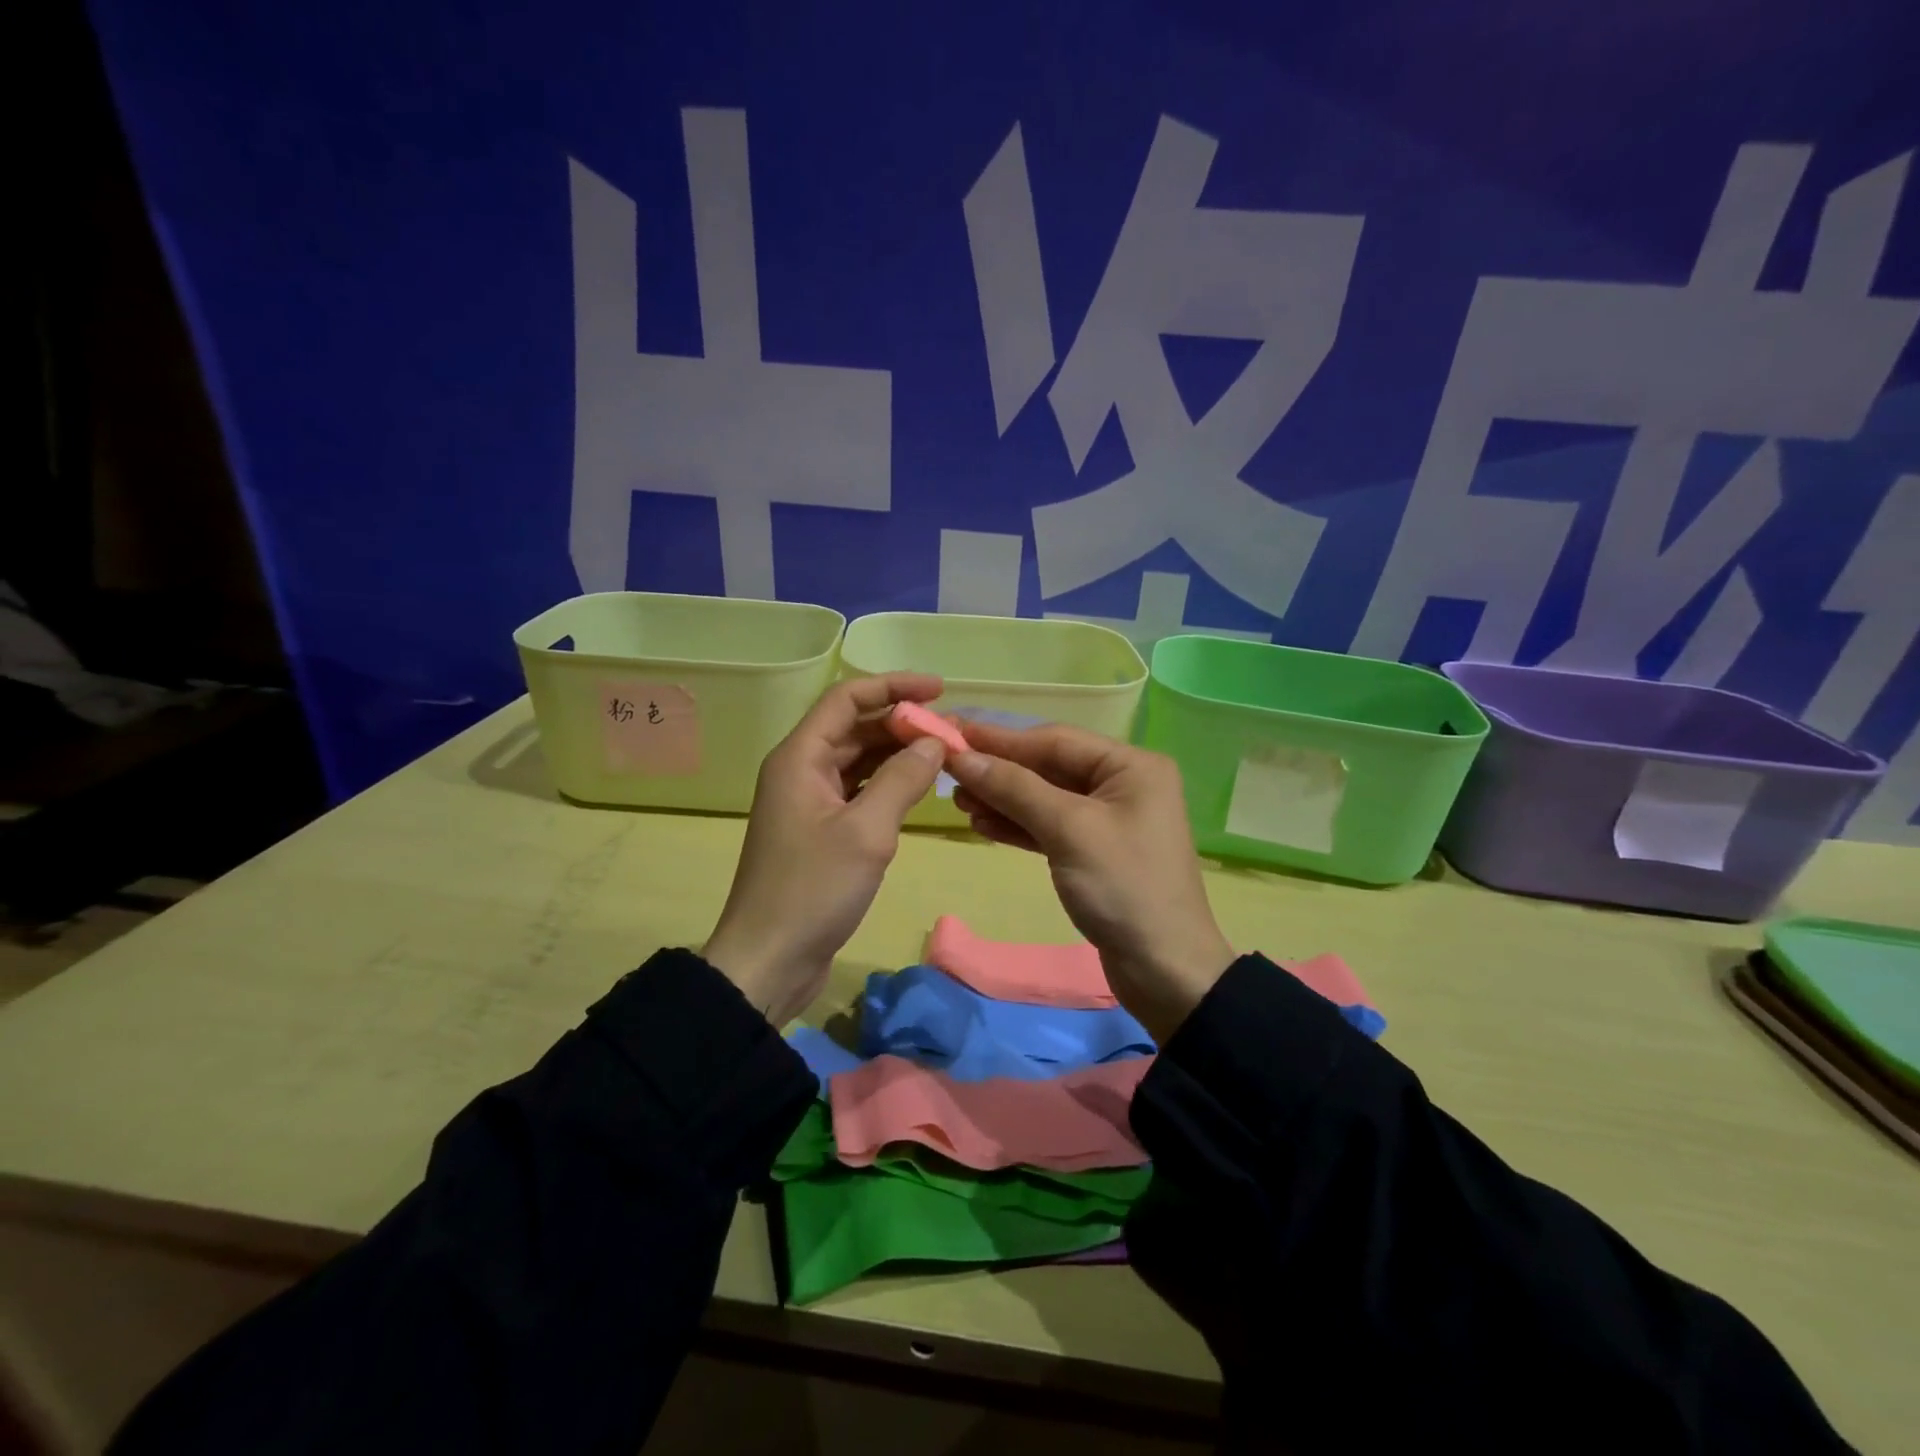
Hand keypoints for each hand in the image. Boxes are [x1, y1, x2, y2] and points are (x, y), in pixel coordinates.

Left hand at [703, 673, 949, 1025]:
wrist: (768, 960)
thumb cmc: (813, 890)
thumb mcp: (867, 832)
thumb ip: (903, 780)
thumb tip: (936, 742)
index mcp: (800, 758)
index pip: (847, 699)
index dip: (893, 687)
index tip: (939, 689)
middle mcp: (801, 770)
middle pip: (854, 728)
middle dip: (902, 724)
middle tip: (953, 731)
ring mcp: (809, 802)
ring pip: (859, 761)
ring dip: (898, 755)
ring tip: (945, 756)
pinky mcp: (820, 831)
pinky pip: (858, 791)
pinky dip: (888, 785)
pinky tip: (920, 790)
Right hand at [946, 724, 1233, 1040]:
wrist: (1164, 971)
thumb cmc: (1122, 887)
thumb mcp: (1068, 830)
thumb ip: (1015, 788)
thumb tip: (962, 757)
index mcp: (1131, 766)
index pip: (1055, 740)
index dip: (1001, 738)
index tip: (952, 733)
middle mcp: (1122, 784)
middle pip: (1049, 767)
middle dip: (1000, 771)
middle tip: (949, 772)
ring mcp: (1108, 819)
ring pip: (1045, 798)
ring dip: (1003, 799)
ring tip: (958, 801)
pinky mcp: (1094, 852)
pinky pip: (1049, 827)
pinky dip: (1018, 826)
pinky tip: (982, 824)